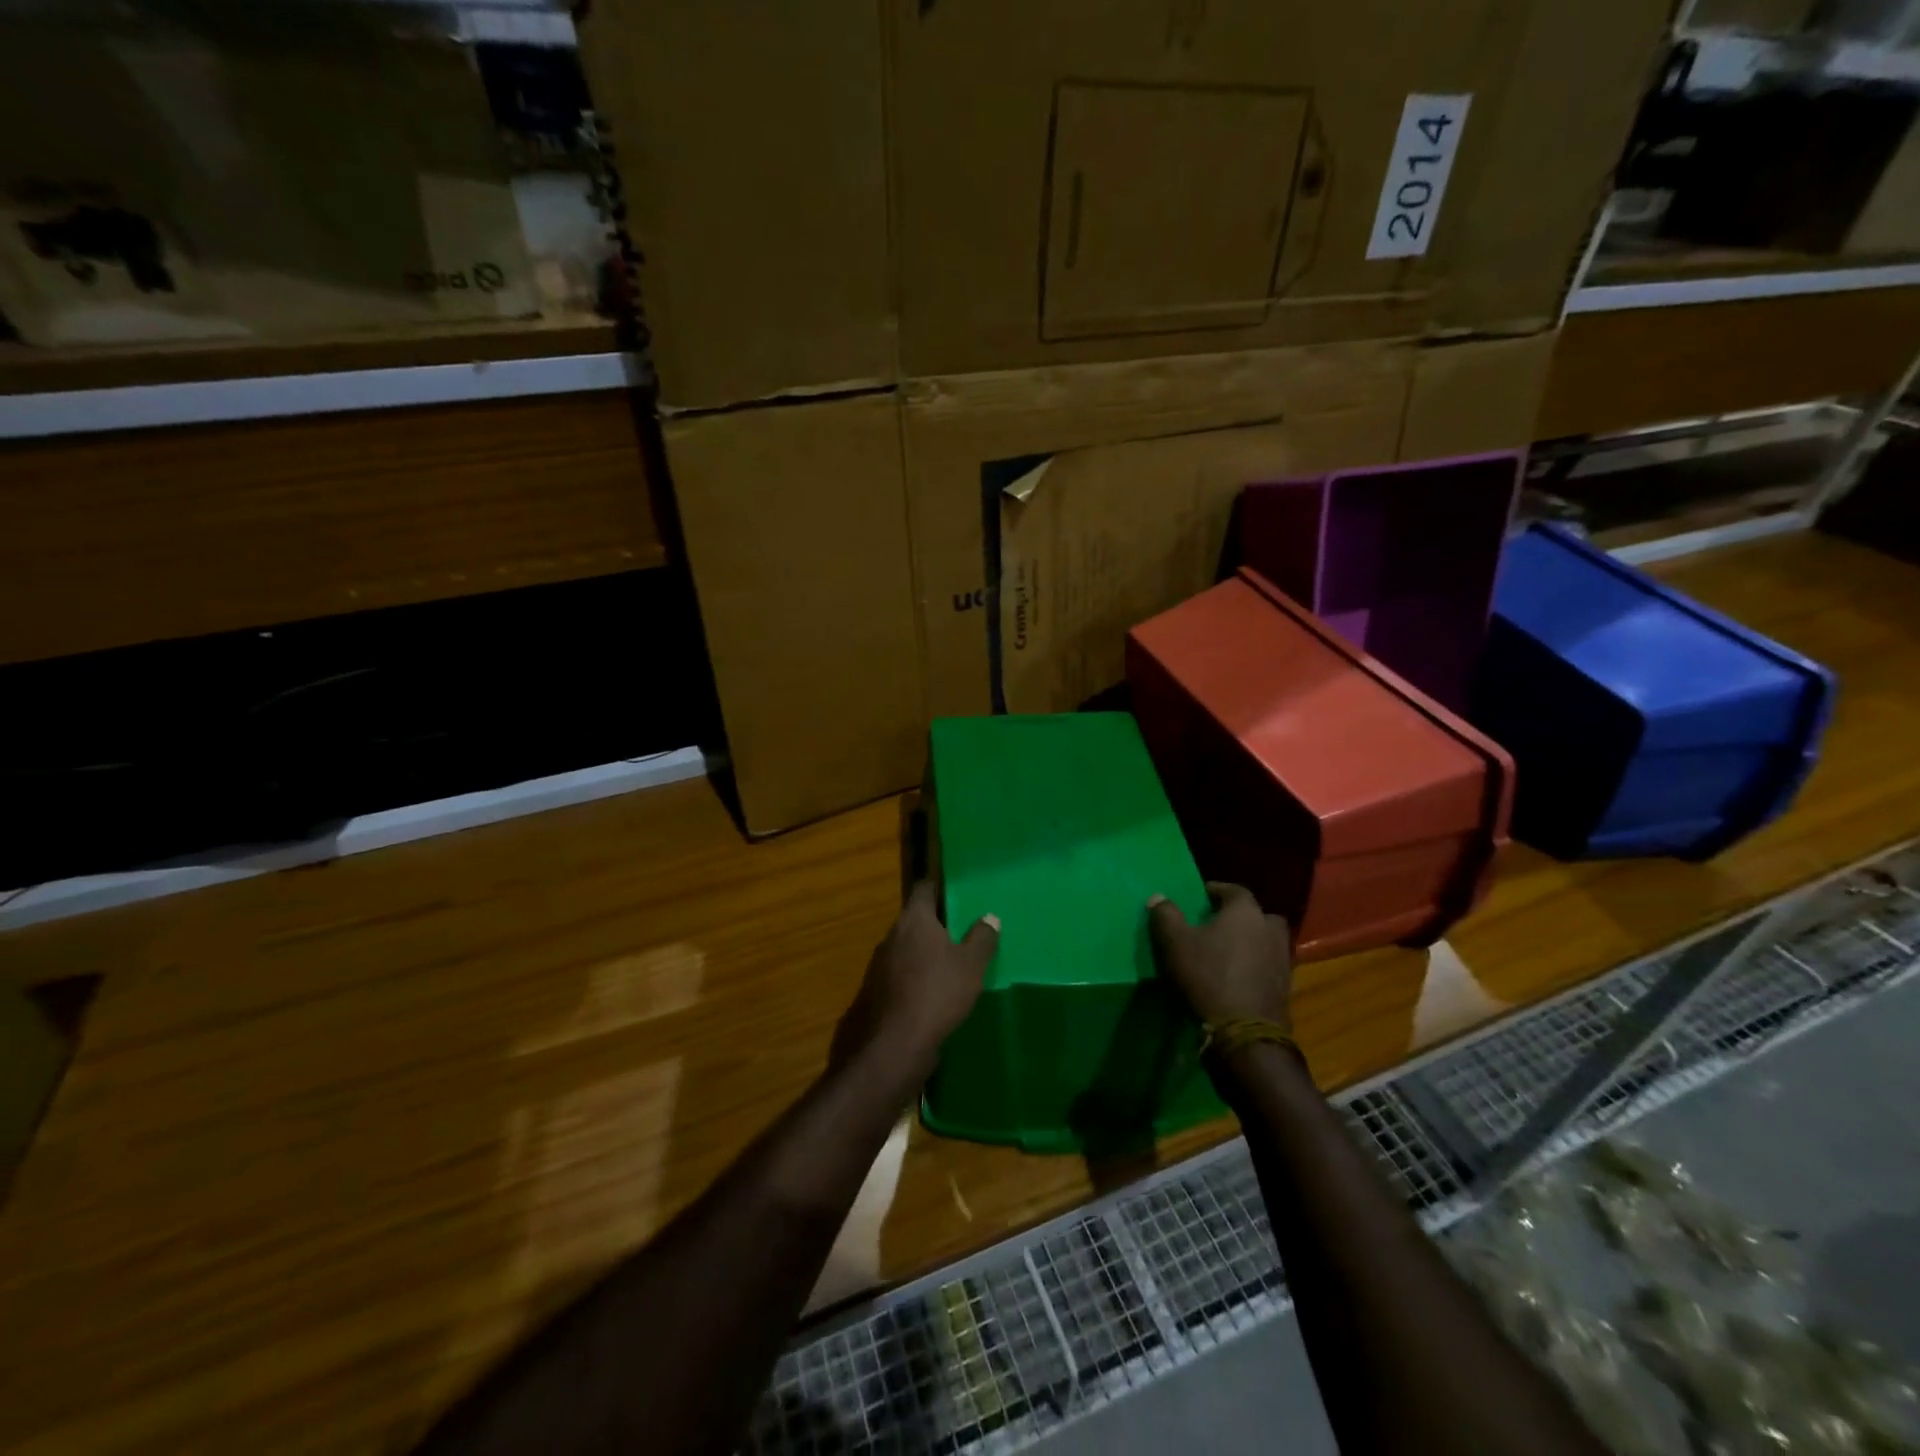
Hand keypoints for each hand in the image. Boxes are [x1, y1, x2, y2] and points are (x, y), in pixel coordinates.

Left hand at [831, 881, 998, 1086]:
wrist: (894, 1044)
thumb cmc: (937, 993)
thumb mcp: (971, 966)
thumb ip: (982, 939)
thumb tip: (990, 917)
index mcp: (914, 920)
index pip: (923, 890)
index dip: (936, 888)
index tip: (951, 892)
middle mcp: (891, 935)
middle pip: (913, 921)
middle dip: (932, 926)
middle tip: (957, 933)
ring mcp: (878, 964)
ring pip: (903, 949)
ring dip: (920, 954)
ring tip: (945, 966)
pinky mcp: (873, 992)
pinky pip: (897, 976)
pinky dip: (911, 979)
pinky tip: (927, 995)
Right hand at [1147, 883, 1293, 1032]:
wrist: (1245, 1031)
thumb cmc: (1208, 977)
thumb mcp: (1175, 943)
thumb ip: (1166, 915)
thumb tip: (1158, 896)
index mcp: (1245, 912)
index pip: (1234, 890)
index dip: (1216, 890)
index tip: (1201, 896)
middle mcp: (1269, 929)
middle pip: (1257, 915)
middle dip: (1240, 917)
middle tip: (1218, 925)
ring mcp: (1282, 959)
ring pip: (1267, 941)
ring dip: (1251, 942)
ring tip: (1228, 953)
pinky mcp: (1286, 987)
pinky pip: (1269, 966)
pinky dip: (1257, 967)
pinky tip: (1239, 978)